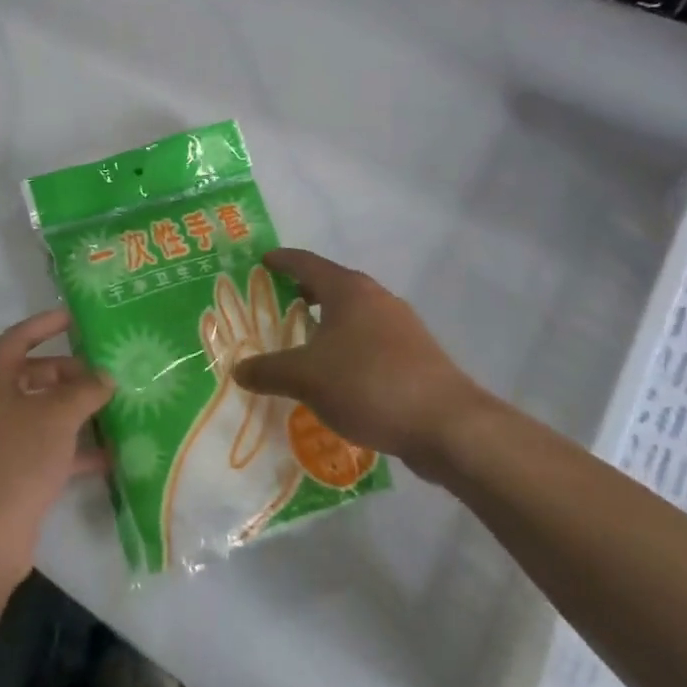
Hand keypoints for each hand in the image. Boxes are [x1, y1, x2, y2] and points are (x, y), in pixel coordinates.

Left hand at [0, 310, 113, 576]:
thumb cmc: (17, 458)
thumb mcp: (57, 416)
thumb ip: (85, 390)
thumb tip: (105, 378)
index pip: (19, 337)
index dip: (47, 324)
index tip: (77, 317)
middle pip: (33, 375)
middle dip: (71, 373)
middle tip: (108, 373)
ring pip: (41, 412)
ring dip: (75, 410)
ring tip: (115, 407)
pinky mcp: (9, 470)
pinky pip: (44, 446)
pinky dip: (72, 447)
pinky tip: (109, 454)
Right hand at [231, 249, 493, 479]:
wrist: (447, 425)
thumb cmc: (368, 384)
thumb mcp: (305, 378)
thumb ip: (268, 371)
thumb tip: (238, 370)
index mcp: (348, 290)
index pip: (306, 262)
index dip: (282, 260)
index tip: (263, 261)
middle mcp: (377, 299)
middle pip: (333, 286)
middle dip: (304, 293)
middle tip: (276, 305)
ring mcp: (402, 327)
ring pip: (354, 315)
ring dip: (328, 323)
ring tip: (303, 342)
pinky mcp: (416, 356)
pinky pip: (371, 341)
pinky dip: (348, 348)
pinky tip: (337, 376)